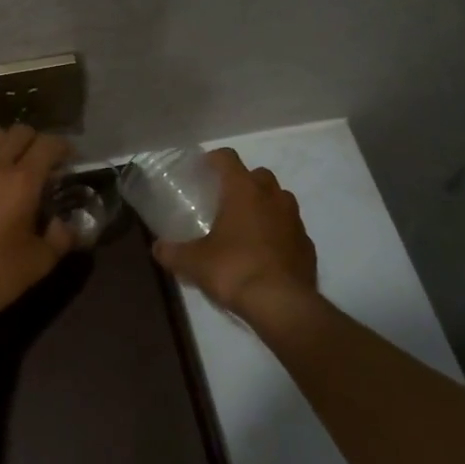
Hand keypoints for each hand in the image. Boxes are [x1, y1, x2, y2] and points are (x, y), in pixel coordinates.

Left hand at [0, 125, 75, 329]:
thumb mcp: (41, 261)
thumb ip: (61, 236)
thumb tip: (64, 224)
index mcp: (22, 181)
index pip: (48, 144)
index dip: (64, 147)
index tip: (71, 161)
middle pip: (20, 132)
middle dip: (38, 142)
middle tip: (45, 164)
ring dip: (10, 144)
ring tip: (16, 167)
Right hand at [151, 148, 317, 317]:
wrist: (282, 304)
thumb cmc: (234, 270)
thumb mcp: (194, 262)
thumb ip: (172, 252)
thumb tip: (157, 248)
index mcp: (243, 190)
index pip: (228, 158)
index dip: (214, 159)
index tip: (203, 169)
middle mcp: (272, 197)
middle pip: (259, 175)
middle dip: (243, 182)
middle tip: (225, 201)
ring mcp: (294, 220)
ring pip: (280, 199)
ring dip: (265, 205)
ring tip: (247, 226)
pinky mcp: (307, 245)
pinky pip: (291, 229)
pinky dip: (279, 233)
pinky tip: (266, 252)